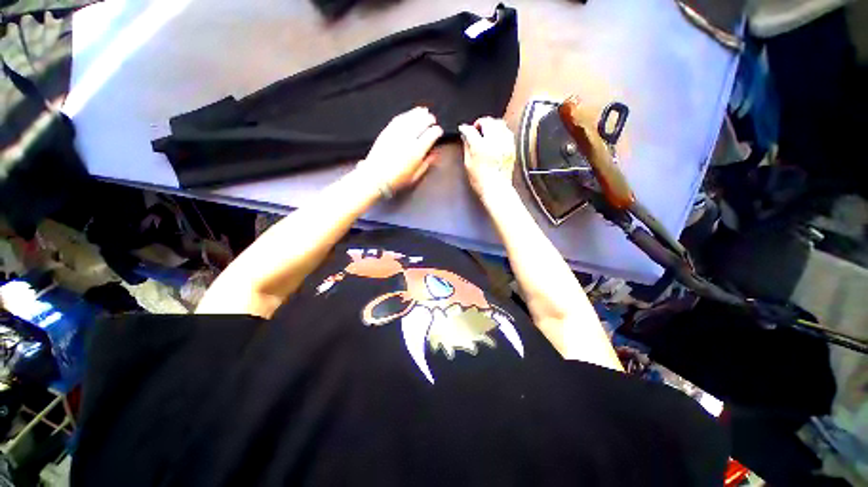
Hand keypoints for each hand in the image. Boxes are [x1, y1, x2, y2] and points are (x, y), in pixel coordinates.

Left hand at [357, 107, 443, 196]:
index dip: (437, 131)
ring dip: (418, 113)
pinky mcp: (387, 132)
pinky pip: (398, 119)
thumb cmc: (397, 180)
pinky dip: (405, 115)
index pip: (431, 134)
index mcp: (417, 151)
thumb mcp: (415, 176)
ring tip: (424, 111)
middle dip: (429, 119)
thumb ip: (427, 164)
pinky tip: (409, 114)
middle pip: (421, 123)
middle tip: (432, 119)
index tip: (439, 131)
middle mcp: (408, 139)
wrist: (376, 177)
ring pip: (410, 118)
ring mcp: (396, 134)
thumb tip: (435, 154)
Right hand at [458, 117, 515, 199]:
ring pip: (499, 123)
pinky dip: (501, 131)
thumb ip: (467, 147)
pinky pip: (507, 132)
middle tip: (475, 129)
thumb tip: (465, 136)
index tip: (463, 129)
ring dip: (491, 125)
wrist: (496, 189)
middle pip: (487, 121)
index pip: (470, 130)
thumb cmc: (480, 180)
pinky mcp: (511, 148)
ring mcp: (505, 144)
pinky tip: (496, 138)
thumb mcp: (468, 164)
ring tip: (486, 132)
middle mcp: (494, 142)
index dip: (465, 128)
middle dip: (480, 122)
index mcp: (480, 147)